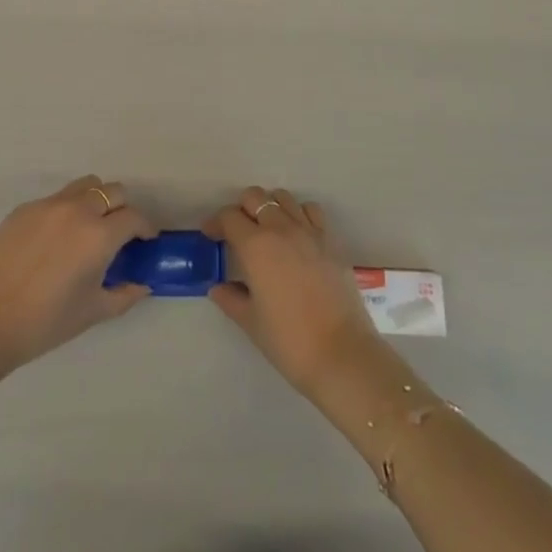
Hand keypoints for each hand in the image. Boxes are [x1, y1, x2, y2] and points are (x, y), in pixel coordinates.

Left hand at [0, 176, 154, 376]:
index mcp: (98, 235)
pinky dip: (66, 210)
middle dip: (123, 209)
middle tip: (118, 235)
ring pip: (85, 186)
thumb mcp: (91, 313)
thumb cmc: (43, 323)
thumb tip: (142, 284)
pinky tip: (54, 241)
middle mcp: (77, 210)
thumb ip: (124, 295)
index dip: (145, 228)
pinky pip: (56, 199)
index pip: (134, 217)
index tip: (146, 241)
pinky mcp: (24, 208)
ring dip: (96, 201)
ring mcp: (48, 205)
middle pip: (113, 191)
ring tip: (89, 229)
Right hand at [205, 186, 387, 400]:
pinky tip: (297, 235)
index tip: (210, 235)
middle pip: (255, 197)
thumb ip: (231, 299)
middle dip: (241, 209)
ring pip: (283, 198)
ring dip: (270, 208)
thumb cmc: (289, 340)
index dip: (216, 223)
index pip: (229, 217)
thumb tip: (217, 288)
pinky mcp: (330, 240)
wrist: (341, 354)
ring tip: (267, 231)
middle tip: (237, 232)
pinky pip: (311, 210)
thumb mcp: (251, 323)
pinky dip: (299, 214)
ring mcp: (309, 231)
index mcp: (256, 245)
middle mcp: (281, 228)